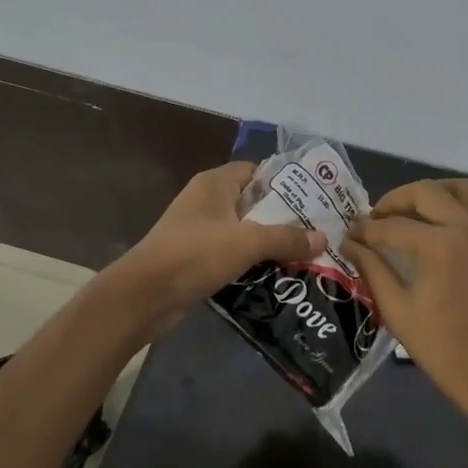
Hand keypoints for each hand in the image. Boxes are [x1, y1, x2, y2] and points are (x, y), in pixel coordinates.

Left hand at [111, 162, 324, 327]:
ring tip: (304, 255)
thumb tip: (323, 238)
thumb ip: (286, 238)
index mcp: (214, 184)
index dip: (284, 182)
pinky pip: (231, 255)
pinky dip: (251, 263)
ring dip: (268, 244)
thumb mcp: (247, 242)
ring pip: (243, 231)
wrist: (144, 296)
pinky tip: (277, 276)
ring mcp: (198, 231)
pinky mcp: (195, 259)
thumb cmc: (195, 253)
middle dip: (282, 218)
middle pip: (252, 203)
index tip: (313, 199)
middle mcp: (206, 202)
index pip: (256, 171)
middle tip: (316, 231)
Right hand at [341, 179, 467, 423]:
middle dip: (395, 200)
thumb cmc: (441, 347)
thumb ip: (372, 268)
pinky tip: (450, 227)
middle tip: (376, 219)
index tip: (349, 234)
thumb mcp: (397, 308)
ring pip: (461, 189)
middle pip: (426, 192)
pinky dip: (467, 209)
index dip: (366, 229)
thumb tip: (350, 243)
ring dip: (433, 193)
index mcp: (440, 244)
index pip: (393, 226)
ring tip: (412, 212)